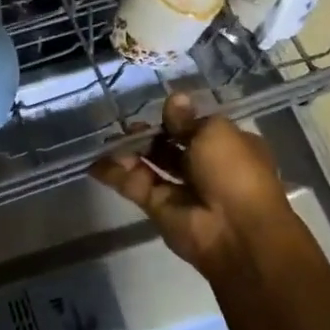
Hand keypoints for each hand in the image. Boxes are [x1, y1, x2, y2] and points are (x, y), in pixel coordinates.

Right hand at [90, 94, 297, 280]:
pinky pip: (134, 185)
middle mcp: (205, 167)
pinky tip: (94, 162)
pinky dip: (115, 174)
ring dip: (130, 152)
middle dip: (149, 135)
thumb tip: (175, 99)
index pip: (197, 128)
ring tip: (107, 140)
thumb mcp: (215, 132)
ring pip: (149, 165)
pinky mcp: (158, 208)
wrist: (235, 230)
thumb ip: (187, 119)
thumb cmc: (234, 171)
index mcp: (228, 147)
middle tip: (127, 125)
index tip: (158, 109)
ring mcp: (180, 189)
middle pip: (169, 147)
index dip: (177, 119)